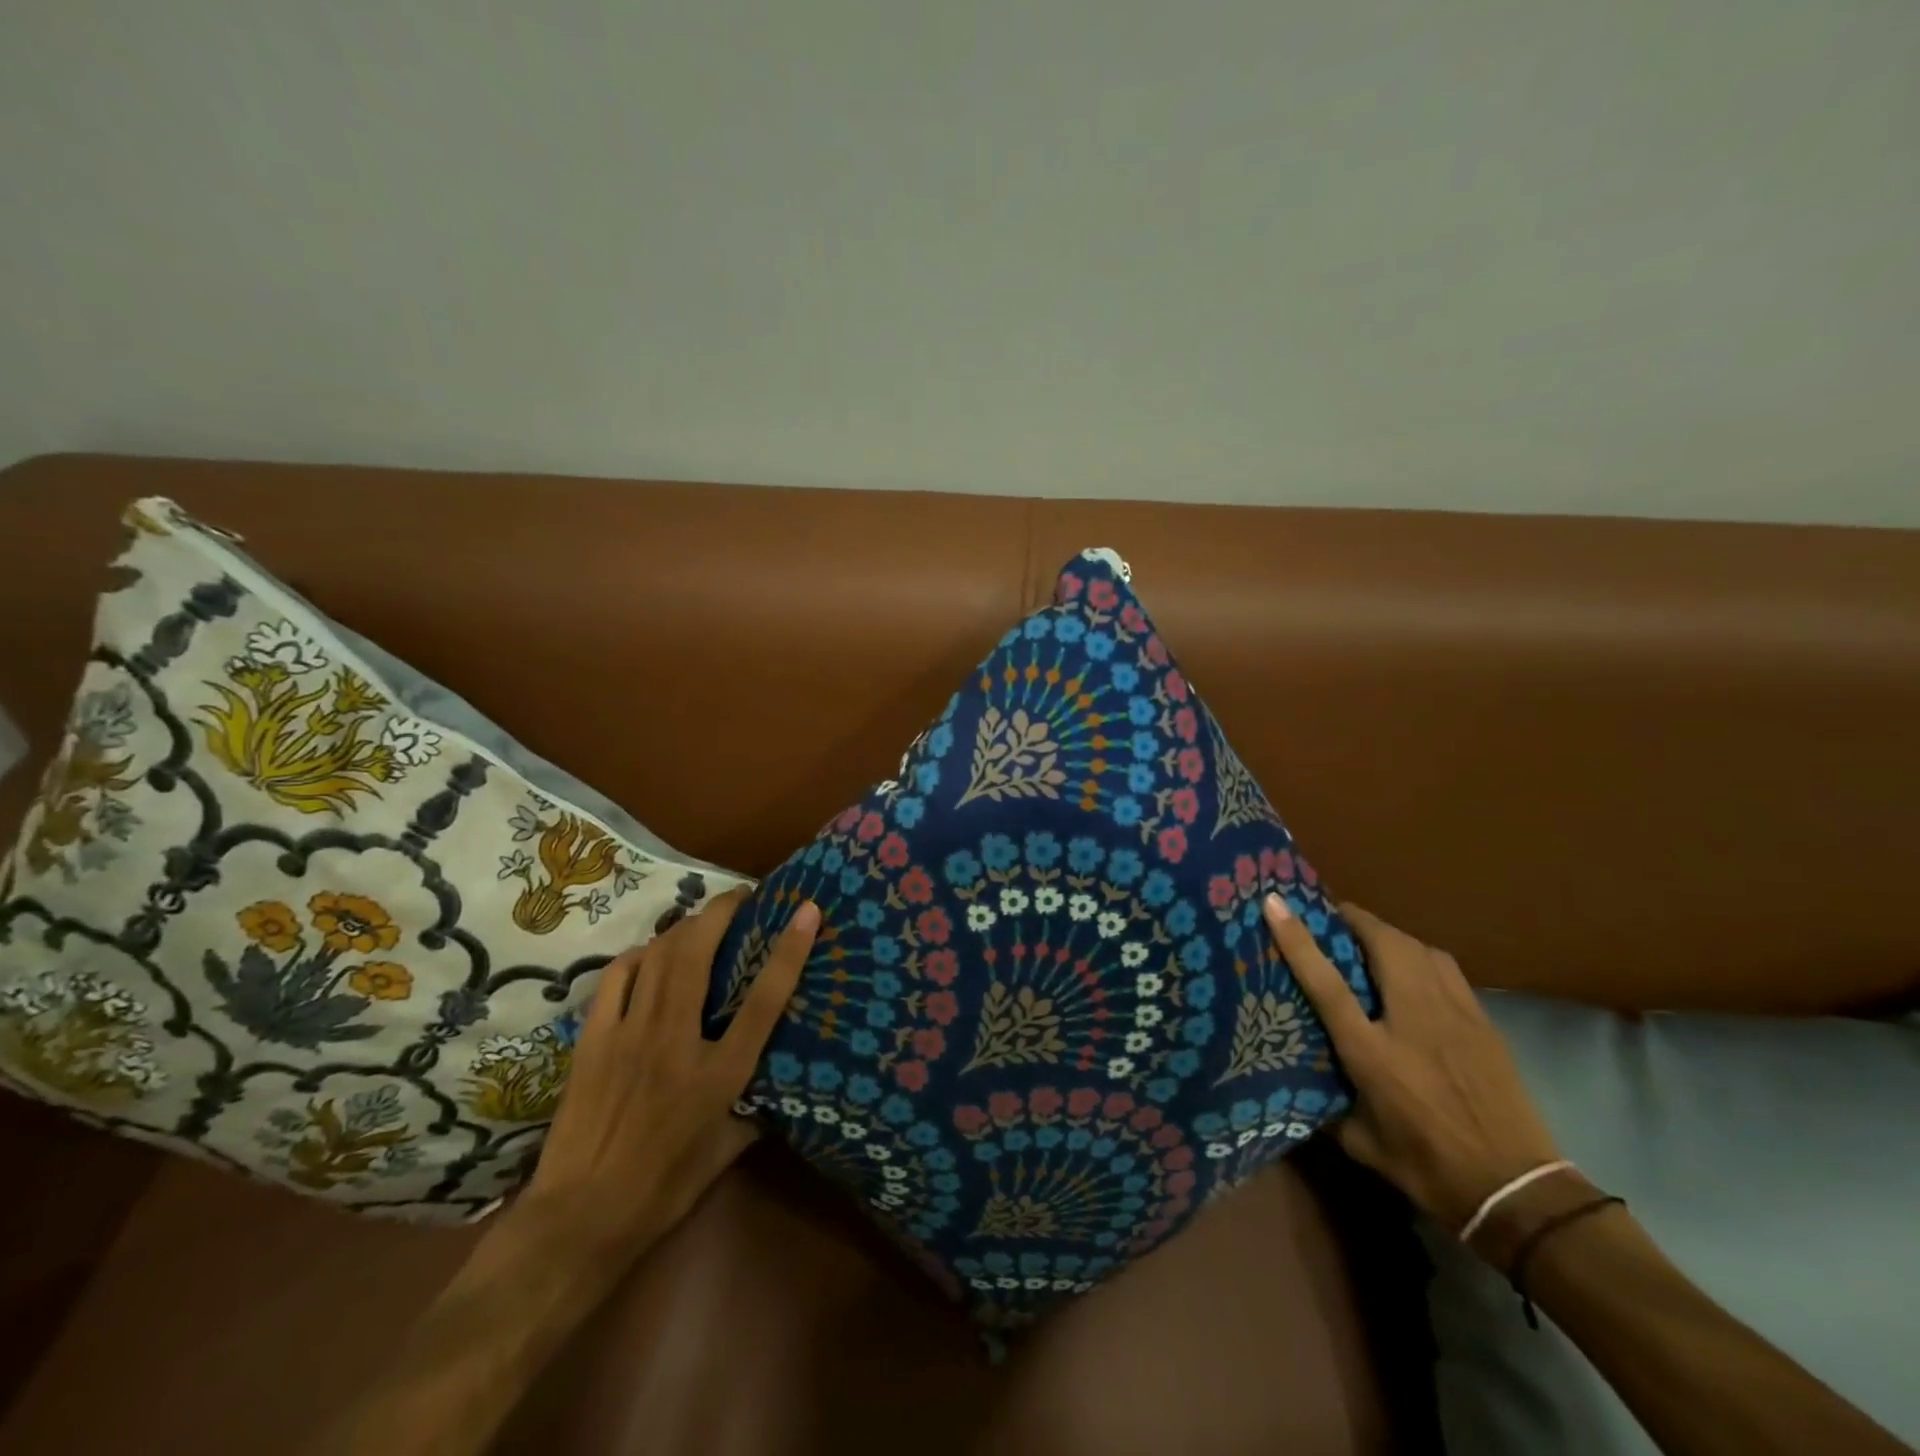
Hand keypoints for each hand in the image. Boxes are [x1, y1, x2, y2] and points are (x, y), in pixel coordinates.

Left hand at [515, 887, 819, 1262]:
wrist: (578, 1219)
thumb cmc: (662, 1189)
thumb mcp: (724, 1153)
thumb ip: (755, 1110)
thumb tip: (778, 1084)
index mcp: (719, 1074)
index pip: (764, 1000)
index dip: (789, 950)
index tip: (806, 910)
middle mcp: (675, 1041)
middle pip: (699, 953)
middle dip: (723, 911)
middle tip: (742, 896)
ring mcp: (629, 1034)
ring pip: (658, 954)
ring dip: (685, 926)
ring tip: (703, 920)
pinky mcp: (593, 1039)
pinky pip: (617, 976)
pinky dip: (639, 955)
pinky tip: (649, 957)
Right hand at [1263, 895, 1561, 1234]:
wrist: (1517, 1192)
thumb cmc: (1429, 1168)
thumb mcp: (1360, 1143)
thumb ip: (1326, 1106)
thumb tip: (1298, 1085)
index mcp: (1373, 1052)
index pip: (1326, 982)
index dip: (1297, 938)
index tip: (1275, 902)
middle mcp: (1413, 1020)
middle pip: (1384, 944)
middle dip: (1353, 919)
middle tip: (1329, 916)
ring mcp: (1455, 1016)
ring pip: (1419, 948)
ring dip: (1388, 934)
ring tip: (1368, 940)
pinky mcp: (1483, 1022)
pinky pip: (1446, 969)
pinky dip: (1420, 956)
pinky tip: (1412, 971)